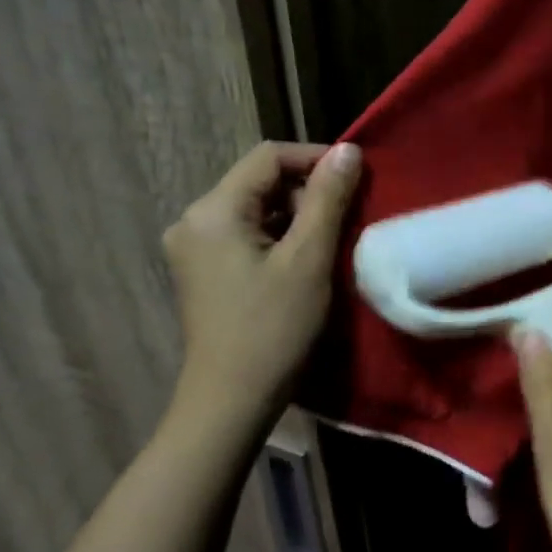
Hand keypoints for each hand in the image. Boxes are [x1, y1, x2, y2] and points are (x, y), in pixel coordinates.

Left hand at [162, 141, 360, 433]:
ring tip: (332, 242)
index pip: (268, 158)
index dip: (316, 159)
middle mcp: (193, 220)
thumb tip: (349, 150)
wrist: (231, 401)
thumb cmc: (273, 328)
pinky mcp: (202, 271)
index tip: (357, 178)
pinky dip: (279, 239)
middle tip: (348, 219)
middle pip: (259, 183)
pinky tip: (304, 262)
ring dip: (297, 217)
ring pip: (255, 210)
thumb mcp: (308, 259)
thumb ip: (328, 199)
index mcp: (212, 211)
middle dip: (307, 193)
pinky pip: (246, 236)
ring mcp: (194, 248)